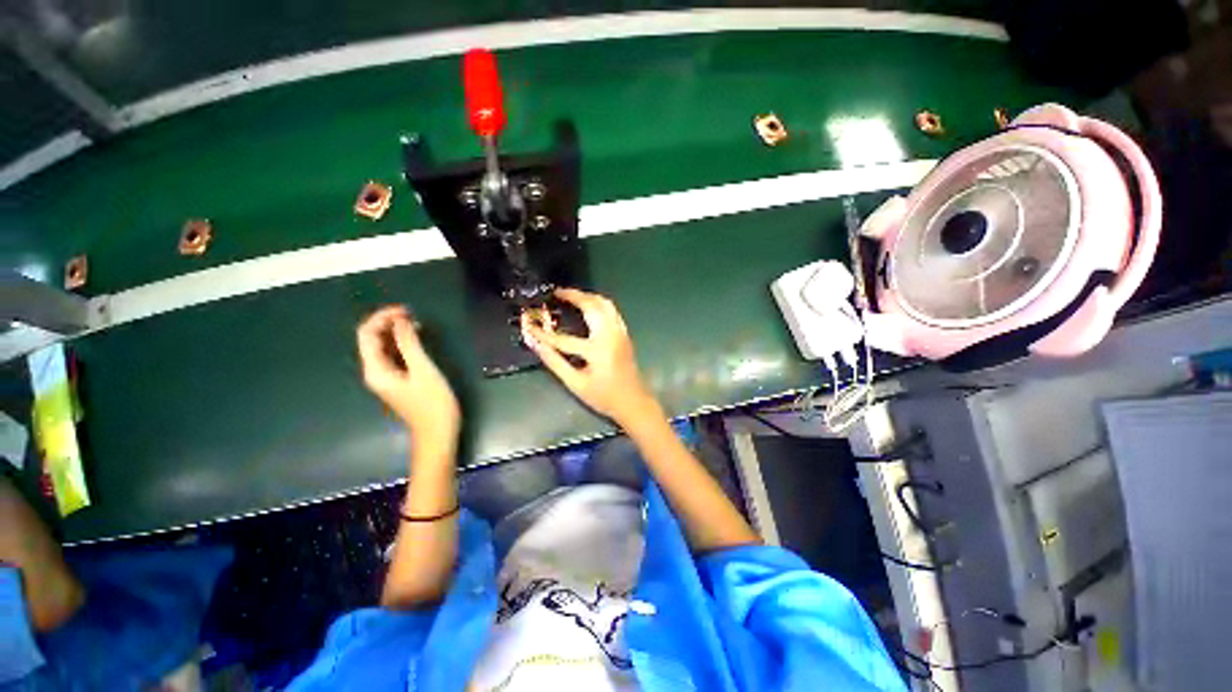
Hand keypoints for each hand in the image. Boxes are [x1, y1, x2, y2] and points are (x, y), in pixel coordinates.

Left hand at [357, 306, 460, 448]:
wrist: (437, 432)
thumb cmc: (432, 403)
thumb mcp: (423, 371)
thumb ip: (410, 345)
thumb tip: (401, 321)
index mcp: (375, 370)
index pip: (367, 335)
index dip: (382, 318)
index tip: (405, 310)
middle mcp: (375, 372)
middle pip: (371, 339)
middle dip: (387, 323)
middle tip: (412, 314)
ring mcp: (385, 377)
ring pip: (382, 347)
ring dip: (395, 332)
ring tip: (416, 323)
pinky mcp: (397, 380)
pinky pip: (393, 356)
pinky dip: (402, 344)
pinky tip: (416, 339)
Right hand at [521, 288, 658, 424]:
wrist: (633, 401)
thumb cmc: (604, 396)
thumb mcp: (576, 384)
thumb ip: (554, 363)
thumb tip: (536, 345)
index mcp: (597, 351)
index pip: (563, 339)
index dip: (543, 333)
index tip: (528, 324)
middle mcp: (610, 336)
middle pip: (591, 306)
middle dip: (573, 296)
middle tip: (556, 293)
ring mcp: (620, 332)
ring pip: (605, 304)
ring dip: (588, 296)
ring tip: (571, 296)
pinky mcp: (624, 333)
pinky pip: (612, 310)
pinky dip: (599, 303)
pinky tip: (589, 307)